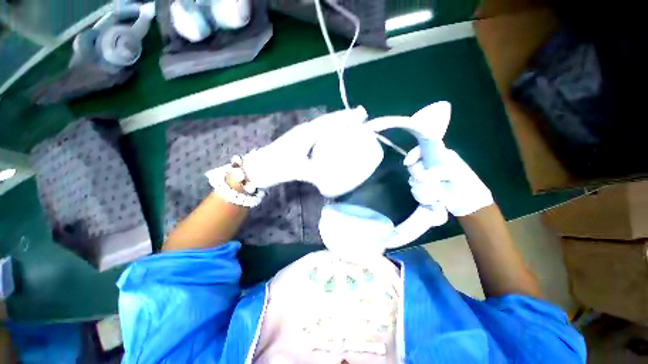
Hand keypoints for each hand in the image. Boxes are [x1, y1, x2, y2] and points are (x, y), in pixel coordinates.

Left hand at [243, 107, 368, 188]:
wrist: (259, 167)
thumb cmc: (277, 167)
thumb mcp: (298, 170)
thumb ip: (316, 172)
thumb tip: (333, 174)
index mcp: (306, 134)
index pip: (329, 123)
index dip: (345, 119)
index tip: (361, 115)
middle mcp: (305, 130)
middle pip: (328, 120)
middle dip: (344, 117)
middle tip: (361, 117)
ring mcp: (302, 134)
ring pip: (323, 125)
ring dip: (337, 123)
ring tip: (351, 124)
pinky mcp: (300, 140)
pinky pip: (319, 132)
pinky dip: (329, 131)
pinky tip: (333, 135)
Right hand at [404, 146, 493, 215]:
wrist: (468, 206)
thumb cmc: (465, 187)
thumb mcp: (455, 175)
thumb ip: (435, 172)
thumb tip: (417, 175)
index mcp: (441, 157)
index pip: (421, 150)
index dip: (412, 155)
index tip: (407, 163)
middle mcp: (431, 166)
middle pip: (414, 166)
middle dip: (417, 175)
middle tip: (428, 182)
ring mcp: (426, 178)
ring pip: (413, 179)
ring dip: (421, 187)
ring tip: (435, 193)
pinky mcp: (424, 189)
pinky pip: (415, 189)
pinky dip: (421, 195)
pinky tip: (432, 198)